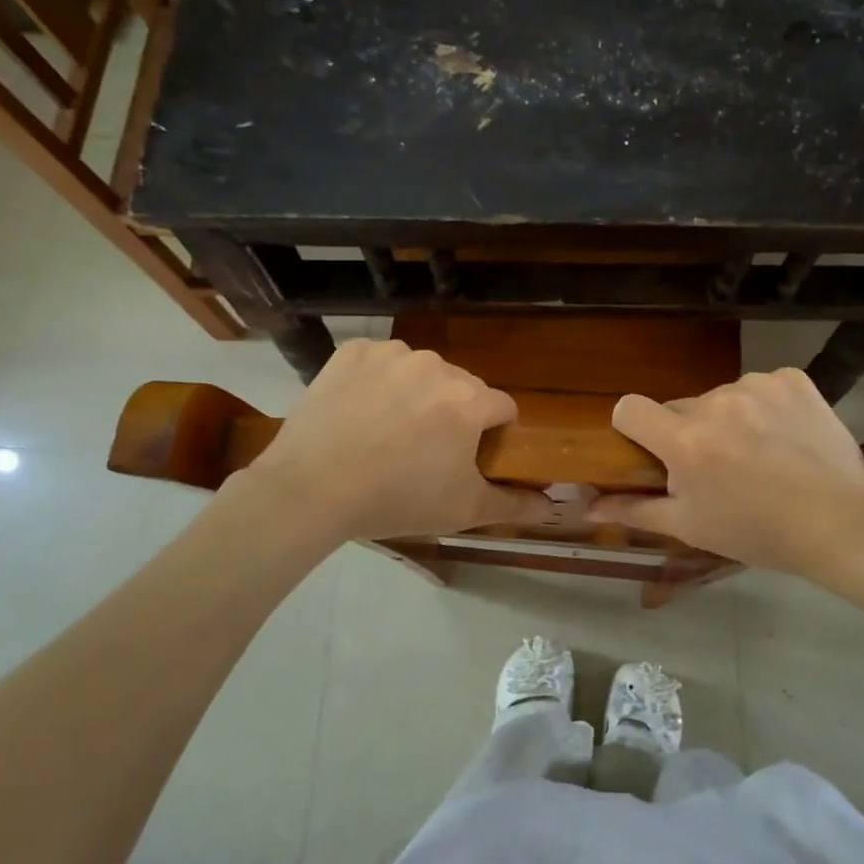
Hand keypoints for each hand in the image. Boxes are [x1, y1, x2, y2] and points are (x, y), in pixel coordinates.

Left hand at [241, 339, 545, 543]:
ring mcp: (391, 354)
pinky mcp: (353, 352)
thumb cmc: (396, 501)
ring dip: (417, 395)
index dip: (494, 434)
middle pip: (462, 387)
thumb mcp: (463, 510)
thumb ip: (515, 505)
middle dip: (454, 414)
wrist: (310, 489)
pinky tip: (361, 412)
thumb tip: (554, 508)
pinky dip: (378, 381)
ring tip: (388, 433)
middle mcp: (436, 366)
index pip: (503, 407)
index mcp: (469, 400)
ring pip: (422, 372)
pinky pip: (381, 362)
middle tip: (425, 452)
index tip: (472, 457)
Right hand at [588, 368, 863, 579]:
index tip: (653, 453)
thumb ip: (634, 510)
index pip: (629, 407)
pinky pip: (760, 386)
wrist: (844, 522)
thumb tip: (587, 506)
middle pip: (679, 407)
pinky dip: (765, 407)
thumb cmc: (759, 532)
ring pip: (721, 397)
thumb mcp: (691, 526)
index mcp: (685, 440)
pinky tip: (786, 437)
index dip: (633, 429)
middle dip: (687, 432)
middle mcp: (715, 401)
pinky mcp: (792, 379)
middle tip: (718, 469)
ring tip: (760, 456)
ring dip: (728, 420)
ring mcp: (757, 385)